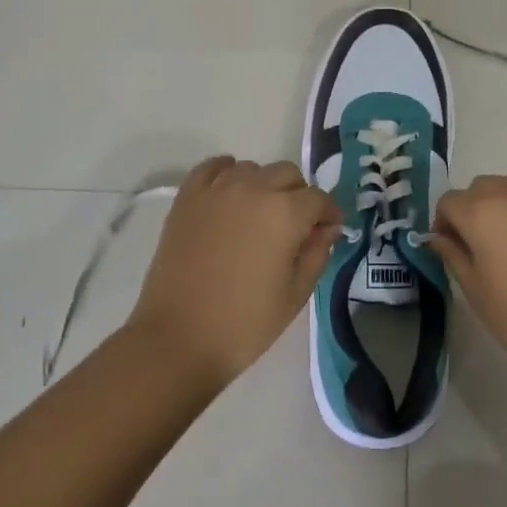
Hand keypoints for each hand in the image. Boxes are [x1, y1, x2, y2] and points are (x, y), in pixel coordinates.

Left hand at [127, 156, 340, 390]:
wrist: (178, 338)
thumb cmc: (244, 323)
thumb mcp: (295, 294)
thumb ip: (317, 253)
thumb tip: (327, 228)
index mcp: (285, 213)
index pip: (318, 198)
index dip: (328, 214)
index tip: (327, 231)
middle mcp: (254, 189)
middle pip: (287, 174)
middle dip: (299, 196)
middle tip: (294, 227)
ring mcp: (217, 190)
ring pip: (252, 169)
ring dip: (263, 185)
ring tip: (259, 215)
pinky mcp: (188, 198)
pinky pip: (212, 167)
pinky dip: (226, 172)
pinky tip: (229, 193)